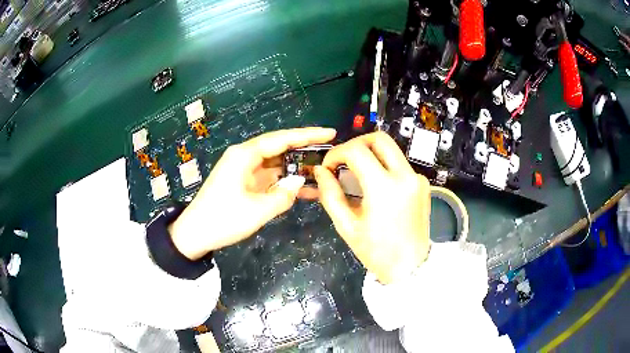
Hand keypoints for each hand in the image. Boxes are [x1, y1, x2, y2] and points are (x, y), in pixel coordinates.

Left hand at [169, 127, 336, 259]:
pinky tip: (303, 189)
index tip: (329, 133)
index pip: (282, 139)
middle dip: (304, 150)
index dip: (307, 135)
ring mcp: (244, 170)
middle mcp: (244, 157)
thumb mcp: (257, 210)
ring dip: (296, 168)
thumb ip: (283, 195)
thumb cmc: (223, 219)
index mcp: (245, 155)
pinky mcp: (244, 182)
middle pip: (280, 147)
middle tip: (330, 152)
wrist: (195, 233)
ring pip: (276, 164)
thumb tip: (298, 182)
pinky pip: (269, 177)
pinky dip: (284, 182)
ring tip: (322, 171)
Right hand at [314, 132, 430, 284]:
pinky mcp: (423, 184)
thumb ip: (330, 194)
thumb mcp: (346, 226)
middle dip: (356, 143)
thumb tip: (321, 171)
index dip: (336, 153)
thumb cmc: (376, 251)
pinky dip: (384, 168)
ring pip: (391, 150)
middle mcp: (405, 176)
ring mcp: (417, 179)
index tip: (329, 167)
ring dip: (370, 155)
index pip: (356, 151)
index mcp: (384, 188)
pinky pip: (400, 165)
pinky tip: (376, 187)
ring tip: (357, 174)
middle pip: (379, 139)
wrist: (410, 267)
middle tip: (344, 160)